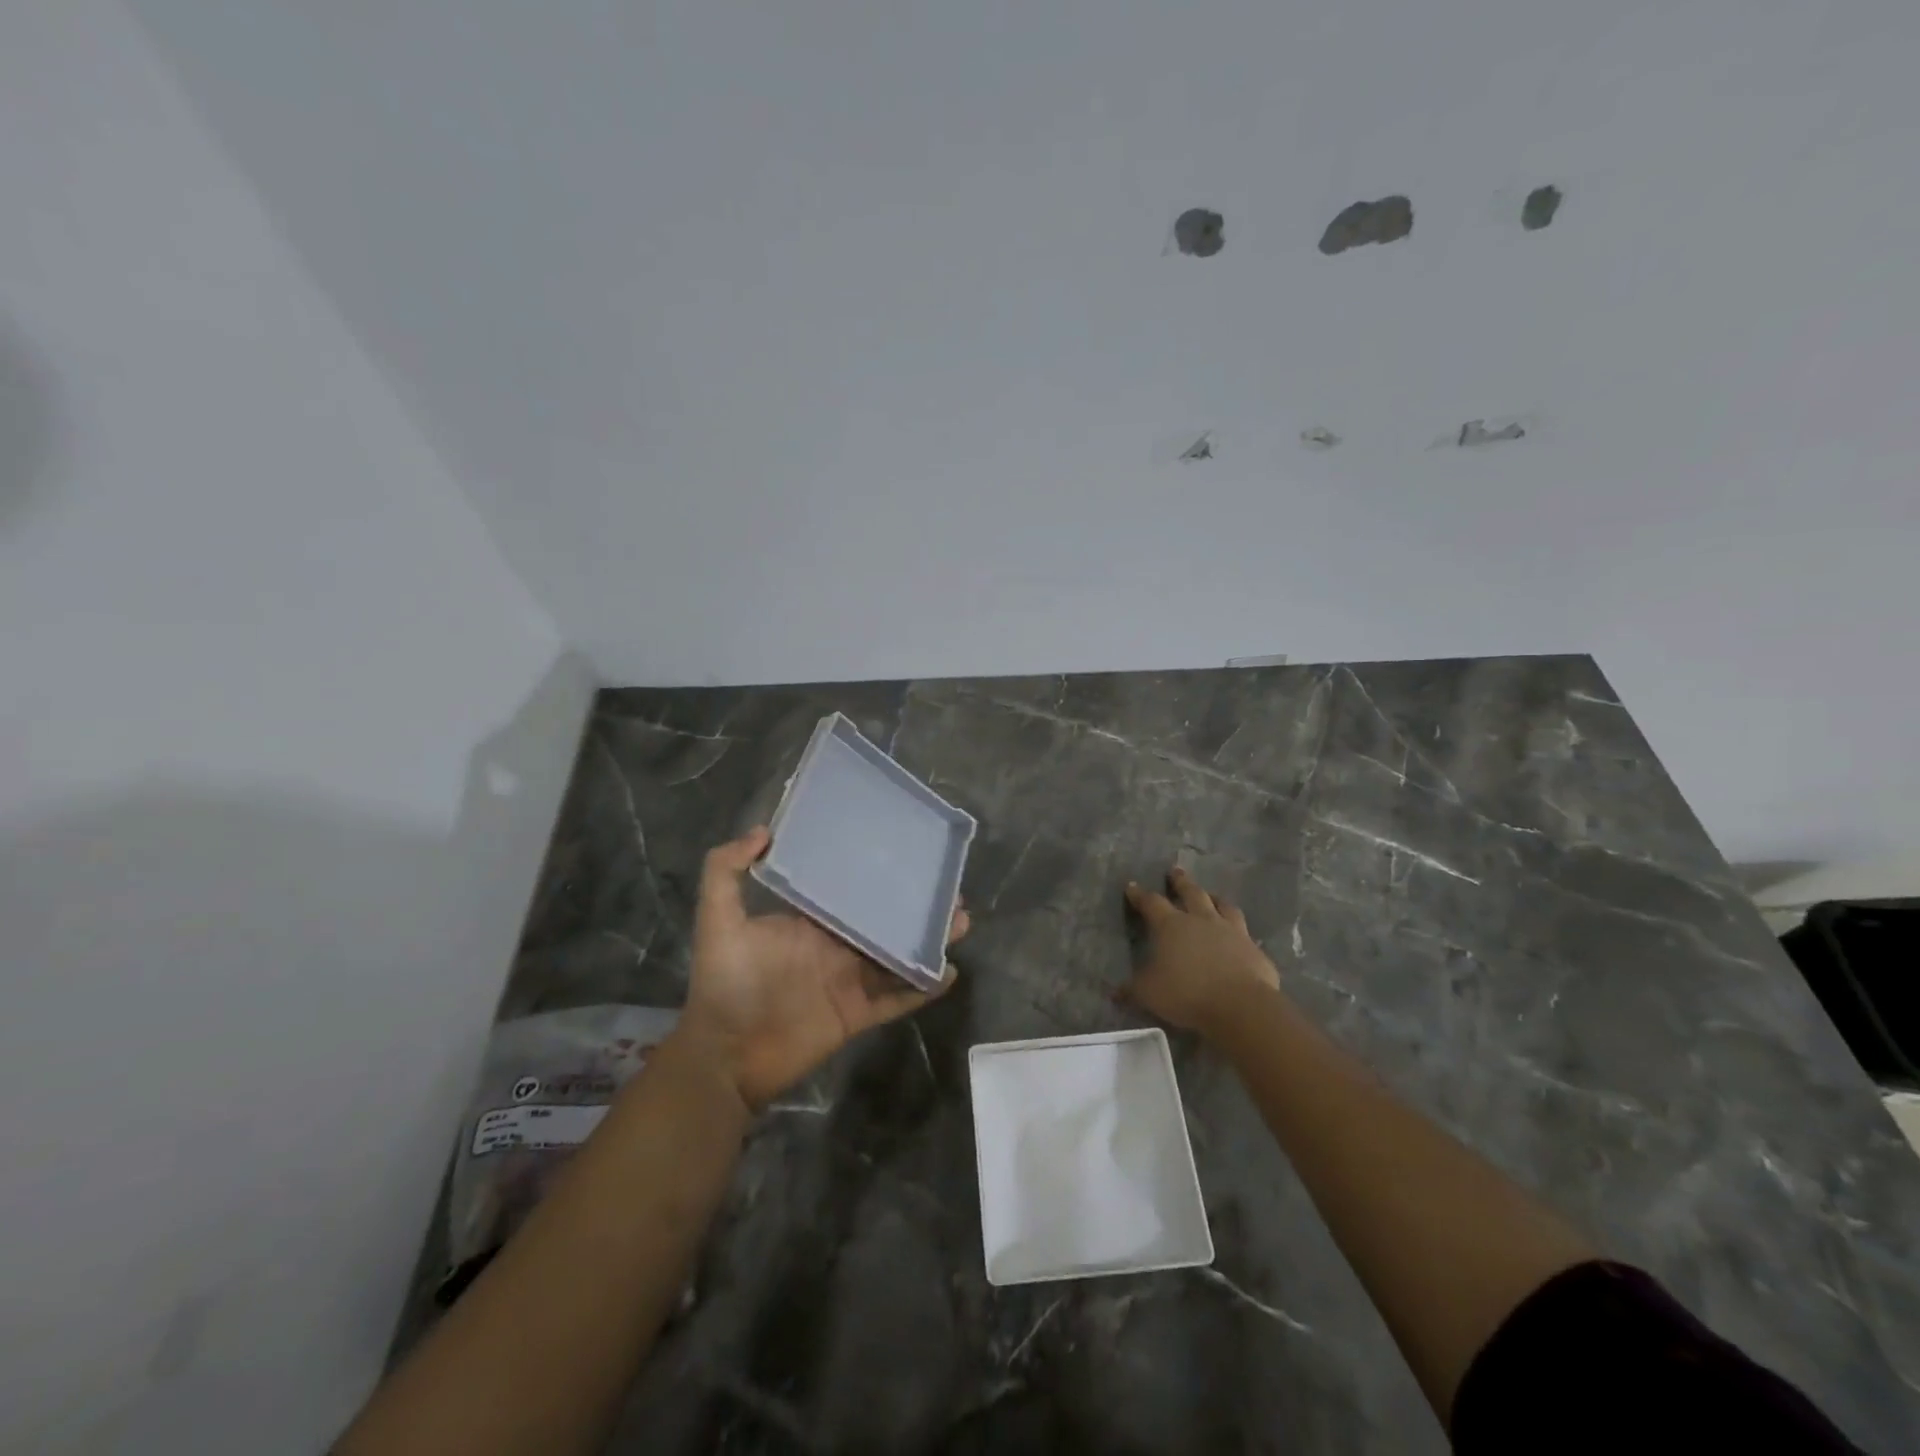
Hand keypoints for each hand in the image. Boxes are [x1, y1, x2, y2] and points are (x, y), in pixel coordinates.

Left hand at [677, 826, 968, 1108]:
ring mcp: (849, 980)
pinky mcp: (858, 1014)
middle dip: (916, 904)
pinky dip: (922, 987)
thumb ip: (725, 871)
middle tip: (950, 887)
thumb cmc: (724, 984)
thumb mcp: (718, 921)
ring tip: (961, 921)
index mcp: (810, 921)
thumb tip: (764, 830)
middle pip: (884, 919)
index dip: (877, 872)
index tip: (906, 852)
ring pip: (898, 955)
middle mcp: (835, 945)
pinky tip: (949, 971)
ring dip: (928, 940)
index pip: (849, 889)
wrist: (725, 1056)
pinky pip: (897, 998)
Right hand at [1122, 866, 1280, 1035]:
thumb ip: (1132, 989)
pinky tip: (1239, 937)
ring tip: (1212, 896)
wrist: (1240, 1005)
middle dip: (1180, 881)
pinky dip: (1239, 932)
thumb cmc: (1187, 994)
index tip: (1132, 886)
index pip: (1151, 903)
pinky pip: (1245, 933)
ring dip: (1215, 899)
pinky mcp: (1254, 949)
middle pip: (1191, 892)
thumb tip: (1115, 992)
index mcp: (1171, 926)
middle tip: (1176, 871)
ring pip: (1223, 906)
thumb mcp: (1149, 994)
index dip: (1140, 895)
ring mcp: (1232, 932)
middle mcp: (1201, 920)